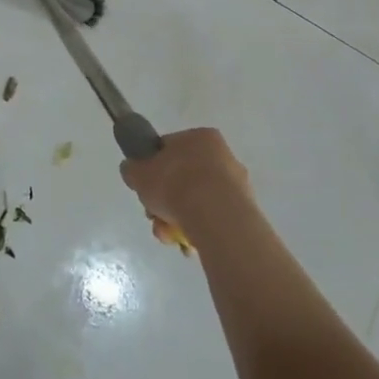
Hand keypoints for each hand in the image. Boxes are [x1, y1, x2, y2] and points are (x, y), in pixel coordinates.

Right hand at [120, 127, 249, 241]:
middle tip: (154, 215)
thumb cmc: (175, 184)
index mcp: (200, 137)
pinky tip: (187, 242)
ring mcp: (237, 185)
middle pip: (184, 177)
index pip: (170, 148)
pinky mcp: (246, 211)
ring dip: (179, 217)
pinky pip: (214, 217)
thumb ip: (133, 169)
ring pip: (198, 200)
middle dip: (166, 199)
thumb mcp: (138, 172)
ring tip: (168, 235)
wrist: (216, 217)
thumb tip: (133, 170)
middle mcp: (223, 155)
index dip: (153, 168)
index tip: (147, 187)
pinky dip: (199, 228)